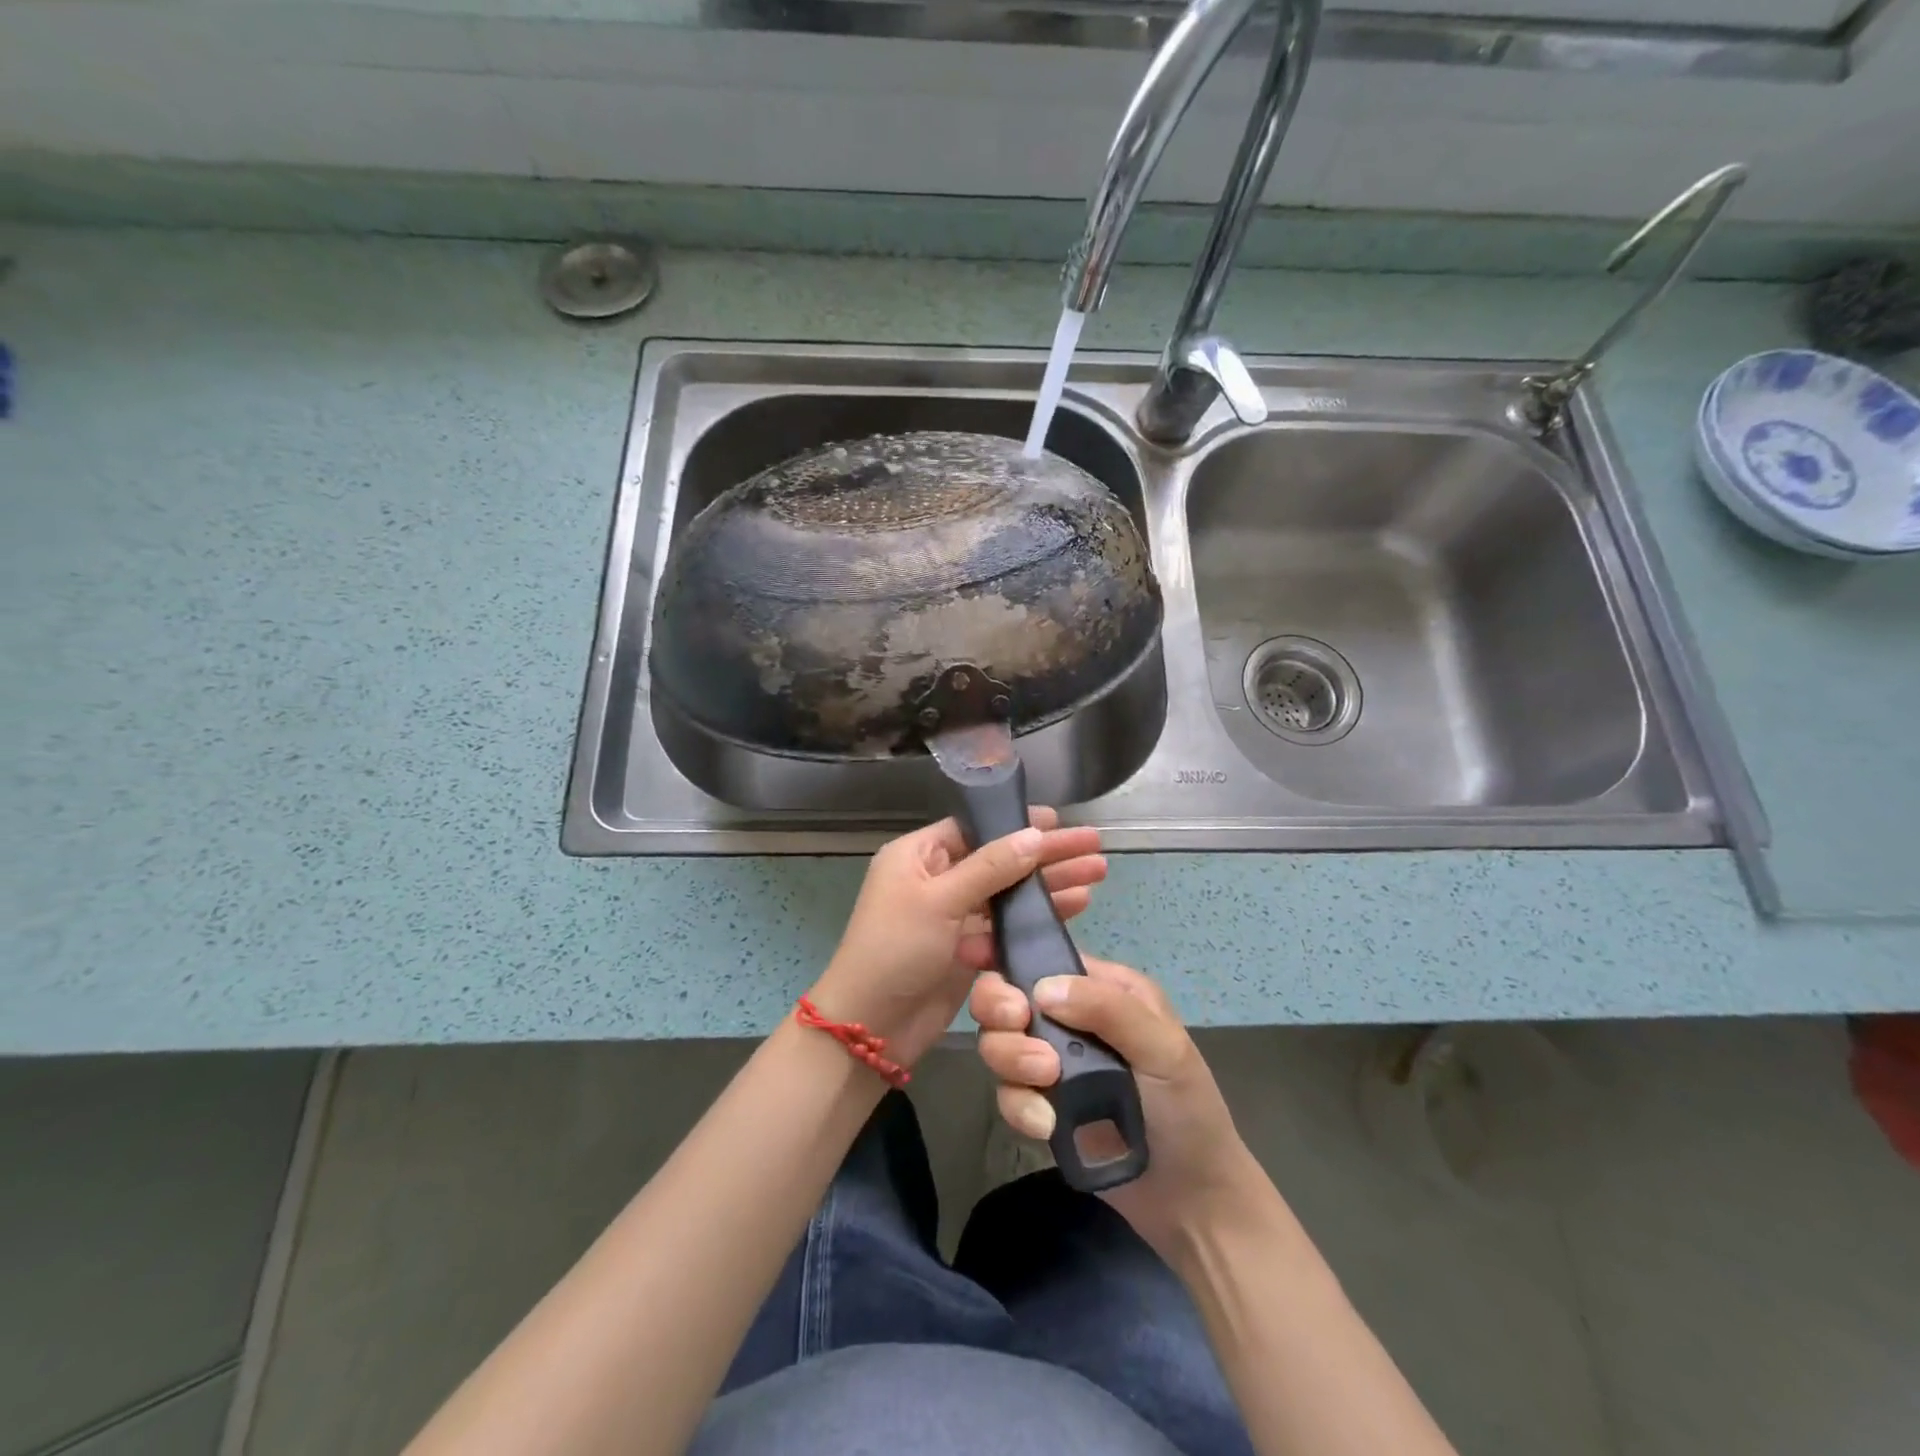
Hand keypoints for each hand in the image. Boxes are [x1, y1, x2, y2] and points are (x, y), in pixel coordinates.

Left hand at [808, 810, 1105, 1070]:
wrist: (871, 1026)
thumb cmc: (896, 949)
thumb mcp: (939, 900)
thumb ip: (990, 867)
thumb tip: (1035, 834)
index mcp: (918, 855)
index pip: (976, 828)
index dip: (1018, 823)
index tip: (1060, 821)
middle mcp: (937, 878)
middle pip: (1000, 858)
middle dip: (1046, 854)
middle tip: (1094, 847)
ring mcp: (954, 915)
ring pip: (1009, 892)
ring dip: (1050, 884)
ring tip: (1098, 874)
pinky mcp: (968, 948)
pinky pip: (1008, 924)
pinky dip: (1037, 916)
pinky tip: (1076, 906)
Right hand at [971, 958, 1262, 1257]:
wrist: (1191, 1201)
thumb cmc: (1188, 1110)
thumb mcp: (1164, 1049)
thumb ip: (1108, 1009)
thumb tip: (1041, 988)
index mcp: (1103, 988)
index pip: (1045, 957)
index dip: (1006, 955)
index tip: (974, 956)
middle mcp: (1071, 1018)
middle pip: (1007, 997)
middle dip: (1001, 1011)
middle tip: (1017, 1027)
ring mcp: (1054, 1063)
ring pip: (999, 1043)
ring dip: (1011, 1059)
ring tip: (1046, 1083)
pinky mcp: (1042, 1106)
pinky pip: (1007, 1094)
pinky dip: (1019, 1107)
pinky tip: (1047, 1126)